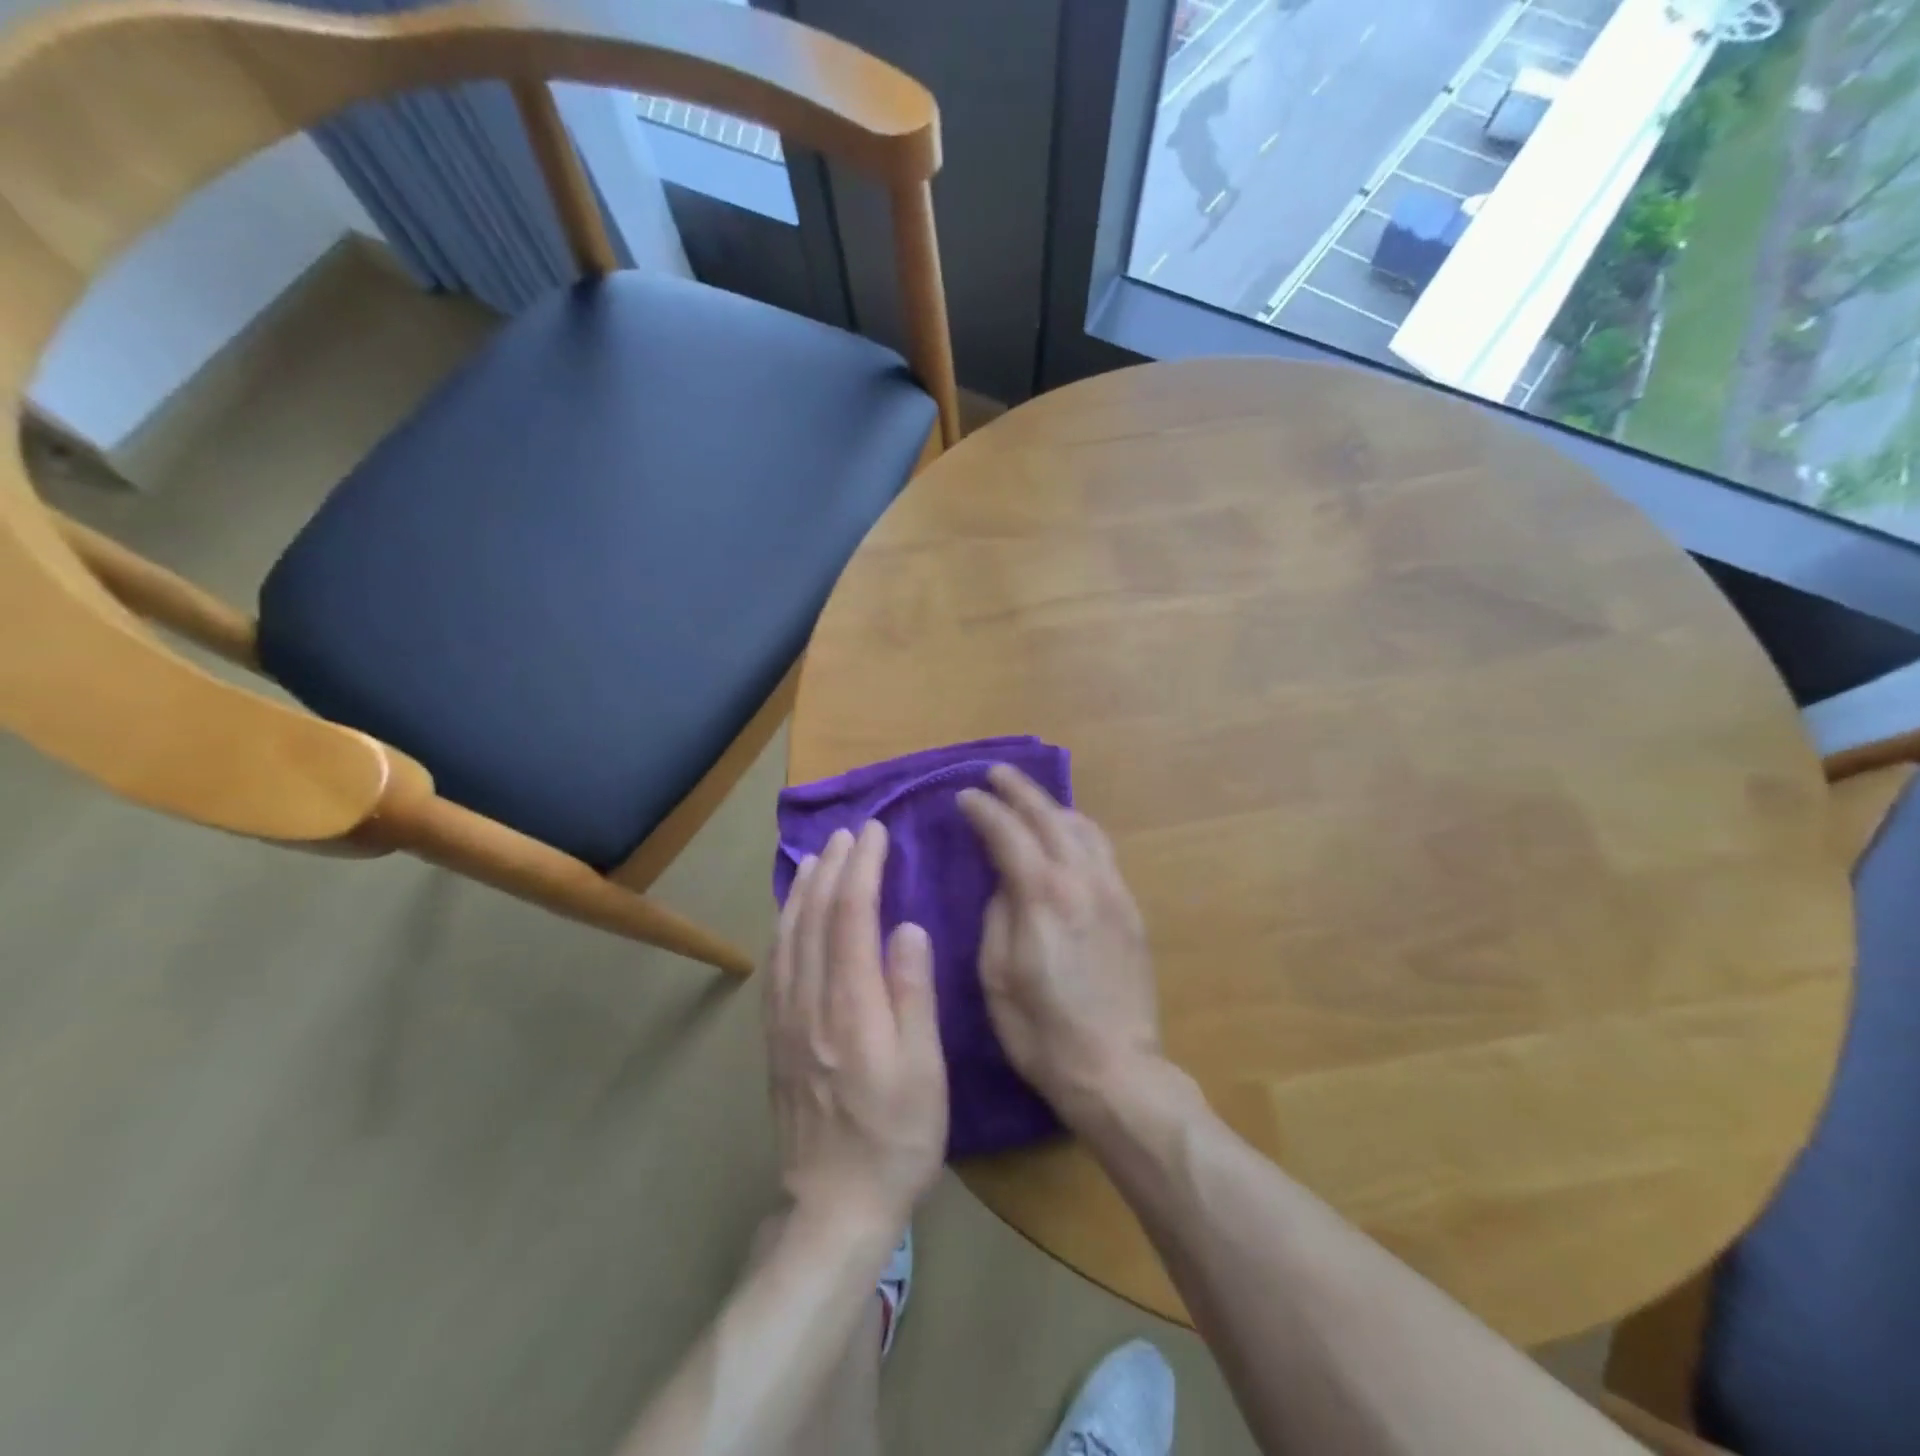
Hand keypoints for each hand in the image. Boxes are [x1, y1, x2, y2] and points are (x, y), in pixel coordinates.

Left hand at [765, 822, 947, 1234]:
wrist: (834, 1206)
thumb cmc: (896, 1139)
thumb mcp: (924, 1071)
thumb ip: (912, 994)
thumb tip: (907, 928)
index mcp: (851, 1008)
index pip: (852, 918)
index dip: (862, 870)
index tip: (875, 835)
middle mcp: (810, 1004)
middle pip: (816, 918)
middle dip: (834, 868)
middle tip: (850, 833)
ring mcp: (787, 1020)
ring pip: (789, 936)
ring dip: (804, 889)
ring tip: (817, 856)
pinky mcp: (776, 1037)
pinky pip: (776, 964)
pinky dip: (784, 925)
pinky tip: (791, 913)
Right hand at [957, 766, 1162, 1127]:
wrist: (1115, 1068)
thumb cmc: (1041, 1032)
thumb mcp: (996, 976)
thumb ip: (998, 916)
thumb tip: (1004, 883)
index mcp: (1043, 896)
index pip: (1008, 832)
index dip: (984, 810)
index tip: (964, 797)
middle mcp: (1082, 880)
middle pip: (1050, 817)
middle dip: (1019, 790)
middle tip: (996, 775)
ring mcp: (1113, 891)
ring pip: (1083, 828)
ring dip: (1053, 807)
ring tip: (1030, 801)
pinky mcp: (1130, 909)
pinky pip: (1103, 852)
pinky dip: (1079, 831)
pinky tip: (1067, 836)